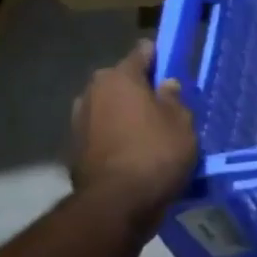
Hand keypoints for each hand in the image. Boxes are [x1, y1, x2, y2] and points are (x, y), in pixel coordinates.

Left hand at [70, 40, 197, 220]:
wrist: (117, 204)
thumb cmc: (155, 152)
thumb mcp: (181, 121)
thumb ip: (173, 98)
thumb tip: (165, 85)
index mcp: (119, 77)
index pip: (141, 53)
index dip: (159, 56)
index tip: (172, 65)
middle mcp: (92, 92)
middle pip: (121, 80)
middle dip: (139, 87)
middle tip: (164, 102)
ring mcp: (78, 121)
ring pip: (110, 107)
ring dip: (125, 113)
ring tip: (150, 129)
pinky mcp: (74, 149)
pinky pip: (102, 132)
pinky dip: (116, 135)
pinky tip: (134, 149)